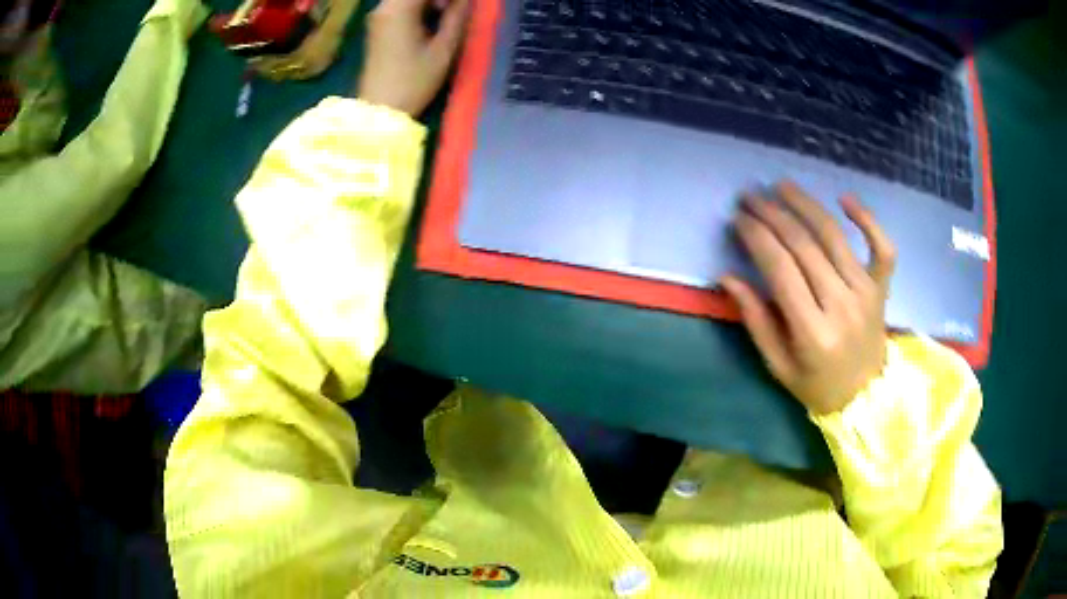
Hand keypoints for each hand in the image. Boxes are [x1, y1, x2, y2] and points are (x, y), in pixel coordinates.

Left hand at [357, 0, 469, 115]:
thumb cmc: (414, 81)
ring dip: (430, 1)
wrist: (380, 111)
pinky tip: (432, 20)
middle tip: (457, 10)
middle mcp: (384, 7)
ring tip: (447, 15)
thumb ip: (457, 16)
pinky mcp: (377, 27)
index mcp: (399, 8)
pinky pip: (400, 5)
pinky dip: (419, 6)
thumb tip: (466, 0)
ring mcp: (378, 17)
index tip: (465, 5)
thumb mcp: (443, 48)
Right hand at [721, 181, 896, 414]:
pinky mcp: (882, 287)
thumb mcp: (778, 365)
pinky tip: (845, 198)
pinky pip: (881, 246)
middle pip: (804, 246)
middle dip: (772, 215)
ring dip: (805, 205)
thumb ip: (755, 321)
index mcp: (813, 331)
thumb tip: (728, 277)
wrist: (865, 397)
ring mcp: (866, 292)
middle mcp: (841, 304)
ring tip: (782, 186)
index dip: (756, 237)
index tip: (738, 218)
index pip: (780, 269)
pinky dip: (867, 219)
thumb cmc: (817, 385)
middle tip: (750, 196)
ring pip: (835, 237)